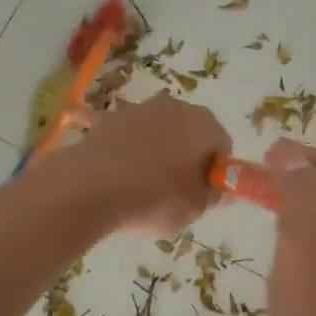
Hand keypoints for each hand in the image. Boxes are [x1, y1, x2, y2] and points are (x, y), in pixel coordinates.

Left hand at [52, 92, 229, 237]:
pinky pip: (123, 136)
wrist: (92, 187)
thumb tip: (224, 190)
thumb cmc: (155, 197)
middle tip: (174, 193)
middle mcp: (173, 107)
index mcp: (203, 124)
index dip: (215, 172)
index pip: (221, 146)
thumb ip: (214, 196)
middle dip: (185, 158)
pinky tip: (113, 173)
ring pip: (155, 133)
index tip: (202, 194)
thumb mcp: (194, 208)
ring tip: (140, 187)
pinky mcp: (107, 119)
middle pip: (188, 134)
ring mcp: (137, 109)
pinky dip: (122, 150)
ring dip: (154, 152)